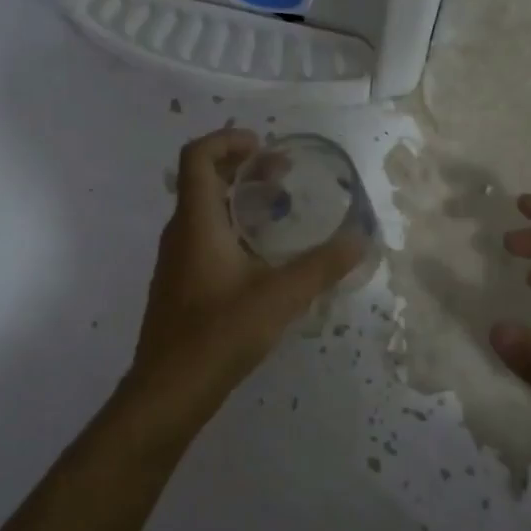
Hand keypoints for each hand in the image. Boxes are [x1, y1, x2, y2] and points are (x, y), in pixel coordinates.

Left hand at [121, 129, 366, 439]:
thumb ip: (322, 266)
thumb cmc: (219, 333)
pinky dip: (230, 226)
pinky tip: (260, 256)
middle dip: (243, 168)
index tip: (263, 146)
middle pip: (204, 179)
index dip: (227, 140)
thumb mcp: (280, 296)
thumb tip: (361, 238)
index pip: (197, 156)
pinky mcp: (178, 282)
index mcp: (196, 221)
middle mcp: (180, 232)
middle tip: (282, 175)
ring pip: (203, 209)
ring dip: (238, 198)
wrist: (169, 390)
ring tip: (278, 211)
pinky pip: (202, 235)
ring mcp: (175, 259)